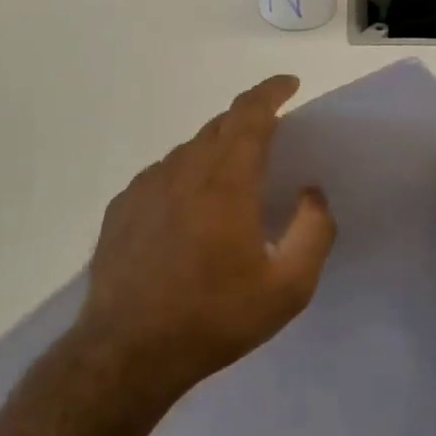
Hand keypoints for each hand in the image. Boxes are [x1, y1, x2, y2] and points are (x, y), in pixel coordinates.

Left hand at [78, 75, 336, 398]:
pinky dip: (185, 178)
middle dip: (249, 121)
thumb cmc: (214, 317)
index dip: (271, 91)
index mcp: (225, 181)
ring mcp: (145, 187)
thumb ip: (313, 231)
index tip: (289, 84)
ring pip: (189, 151)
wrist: (128, 351)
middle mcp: (182, 171)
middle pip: (219, 126)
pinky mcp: (122, 208)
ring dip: (216, 152)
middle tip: (272, 138)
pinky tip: (189, 213)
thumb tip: (312, 193)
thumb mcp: (288, 287)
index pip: (250, 114)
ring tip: (232, 184)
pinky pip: (162, 176)